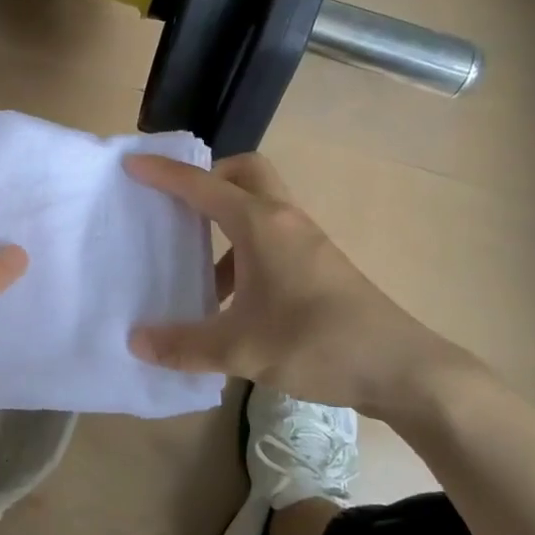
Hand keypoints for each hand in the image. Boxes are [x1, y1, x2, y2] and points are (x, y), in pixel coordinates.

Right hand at [124, 152, 473, 419]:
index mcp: (260, 225)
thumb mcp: (241, 350)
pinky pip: (270, 236)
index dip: (165, 174)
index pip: (203, 186)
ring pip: (259, 205)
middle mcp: (283, 220)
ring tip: (194, 261)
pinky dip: (243, 250)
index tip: (133, 166)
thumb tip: (135, 342)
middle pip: (244, 172)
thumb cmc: (317, 344)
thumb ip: (184, 345)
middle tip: (176, 205)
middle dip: (207, 177)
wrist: (401, 367)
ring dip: (224, 219)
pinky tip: (230, 298)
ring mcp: (306, 240)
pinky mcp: (318, 263)